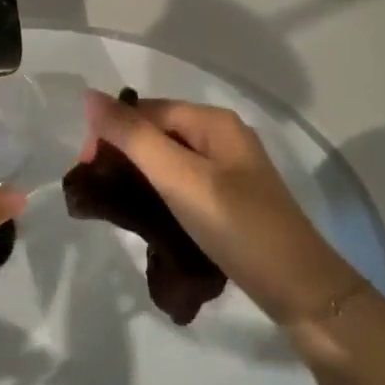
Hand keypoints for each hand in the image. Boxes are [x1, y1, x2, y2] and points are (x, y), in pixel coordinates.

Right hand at [82, 91, 355, 320]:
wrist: (298, 287)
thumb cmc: (236, 225)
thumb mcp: (179, 178)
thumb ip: (133, 137)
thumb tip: (89, 96)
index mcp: (213, 122)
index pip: (145, 110)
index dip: (111, 132)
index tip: (86, 168)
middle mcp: (221, 137)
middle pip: (156, 131)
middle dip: (122, 153)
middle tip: (98, 190)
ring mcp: (227, 169)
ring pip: (167, 158)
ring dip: (137, 174)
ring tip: (114, 203)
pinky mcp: (228, 199)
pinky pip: (181, 182)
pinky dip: (157, 191)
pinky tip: (144, 213)